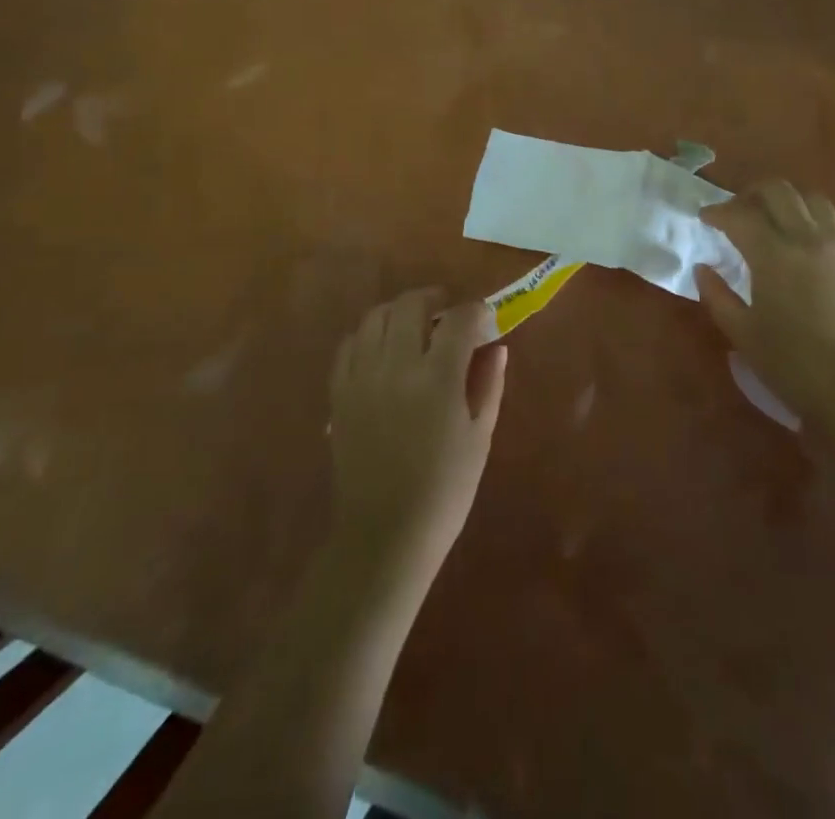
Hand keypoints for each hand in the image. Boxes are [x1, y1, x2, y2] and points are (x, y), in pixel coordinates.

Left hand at [328, 291, 506, 590]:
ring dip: (399, 312)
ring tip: (413, 326)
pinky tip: (382, 351)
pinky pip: (350, 344)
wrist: (385, 535)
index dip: (475, 311)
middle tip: (447, 314)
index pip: (459, 318)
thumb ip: (489, 384)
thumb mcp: (479, 437)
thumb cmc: (445, 490)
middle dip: (434, 299)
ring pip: (376, 316)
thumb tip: (495, 346)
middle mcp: (396, 366)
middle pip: (411, 304)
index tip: (483, 319)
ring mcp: (361, 377)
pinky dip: (369, 336)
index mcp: (437, 378)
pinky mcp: (339, 393)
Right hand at [695, 181, 834, 420]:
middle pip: (780, 192)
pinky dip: (816, 230)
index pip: (740, 215)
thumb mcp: (743, 333)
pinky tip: (808, 255)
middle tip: (739, 211)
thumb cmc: (792, 365)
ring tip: (776, 222)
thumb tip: (704, 268)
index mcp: (775, 255)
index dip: (718, 212)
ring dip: (789, 204)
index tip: (706, 218)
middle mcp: (810, 240)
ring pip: (815, 202)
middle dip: (753, 194)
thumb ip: (717, 295)